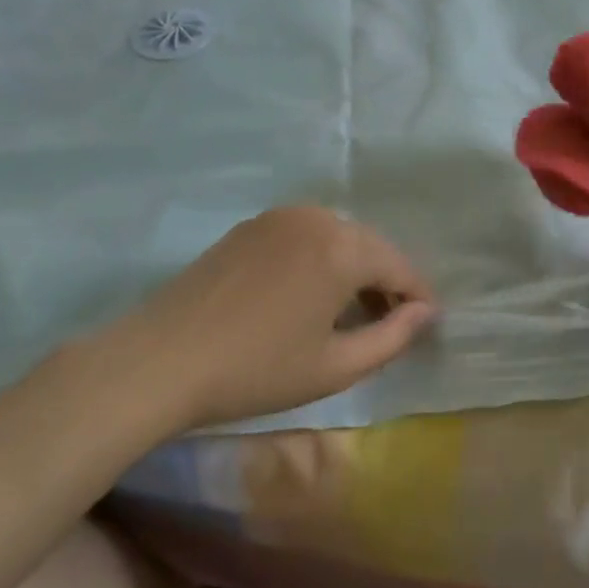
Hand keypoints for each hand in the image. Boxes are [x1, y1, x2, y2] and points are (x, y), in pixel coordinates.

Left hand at [96, 207, 437, 435]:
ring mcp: (281, 217)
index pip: (399, 267)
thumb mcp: (334, 367)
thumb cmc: (256, 370)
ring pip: (338, 238)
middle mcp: (317, 218)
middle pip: (370, 247)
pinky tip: (311, 293)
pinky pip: (305, 236)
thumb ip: (392, 337)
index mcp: (343, 248)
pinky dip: (321, 259)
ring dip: (354, 269)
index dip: (417, 297)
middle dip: (387, 281)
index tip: (428, 324)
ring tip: (352, 311)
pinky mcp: (252, 226)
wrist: (160, 360)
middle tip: (392, 322)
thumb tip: (425, 312)